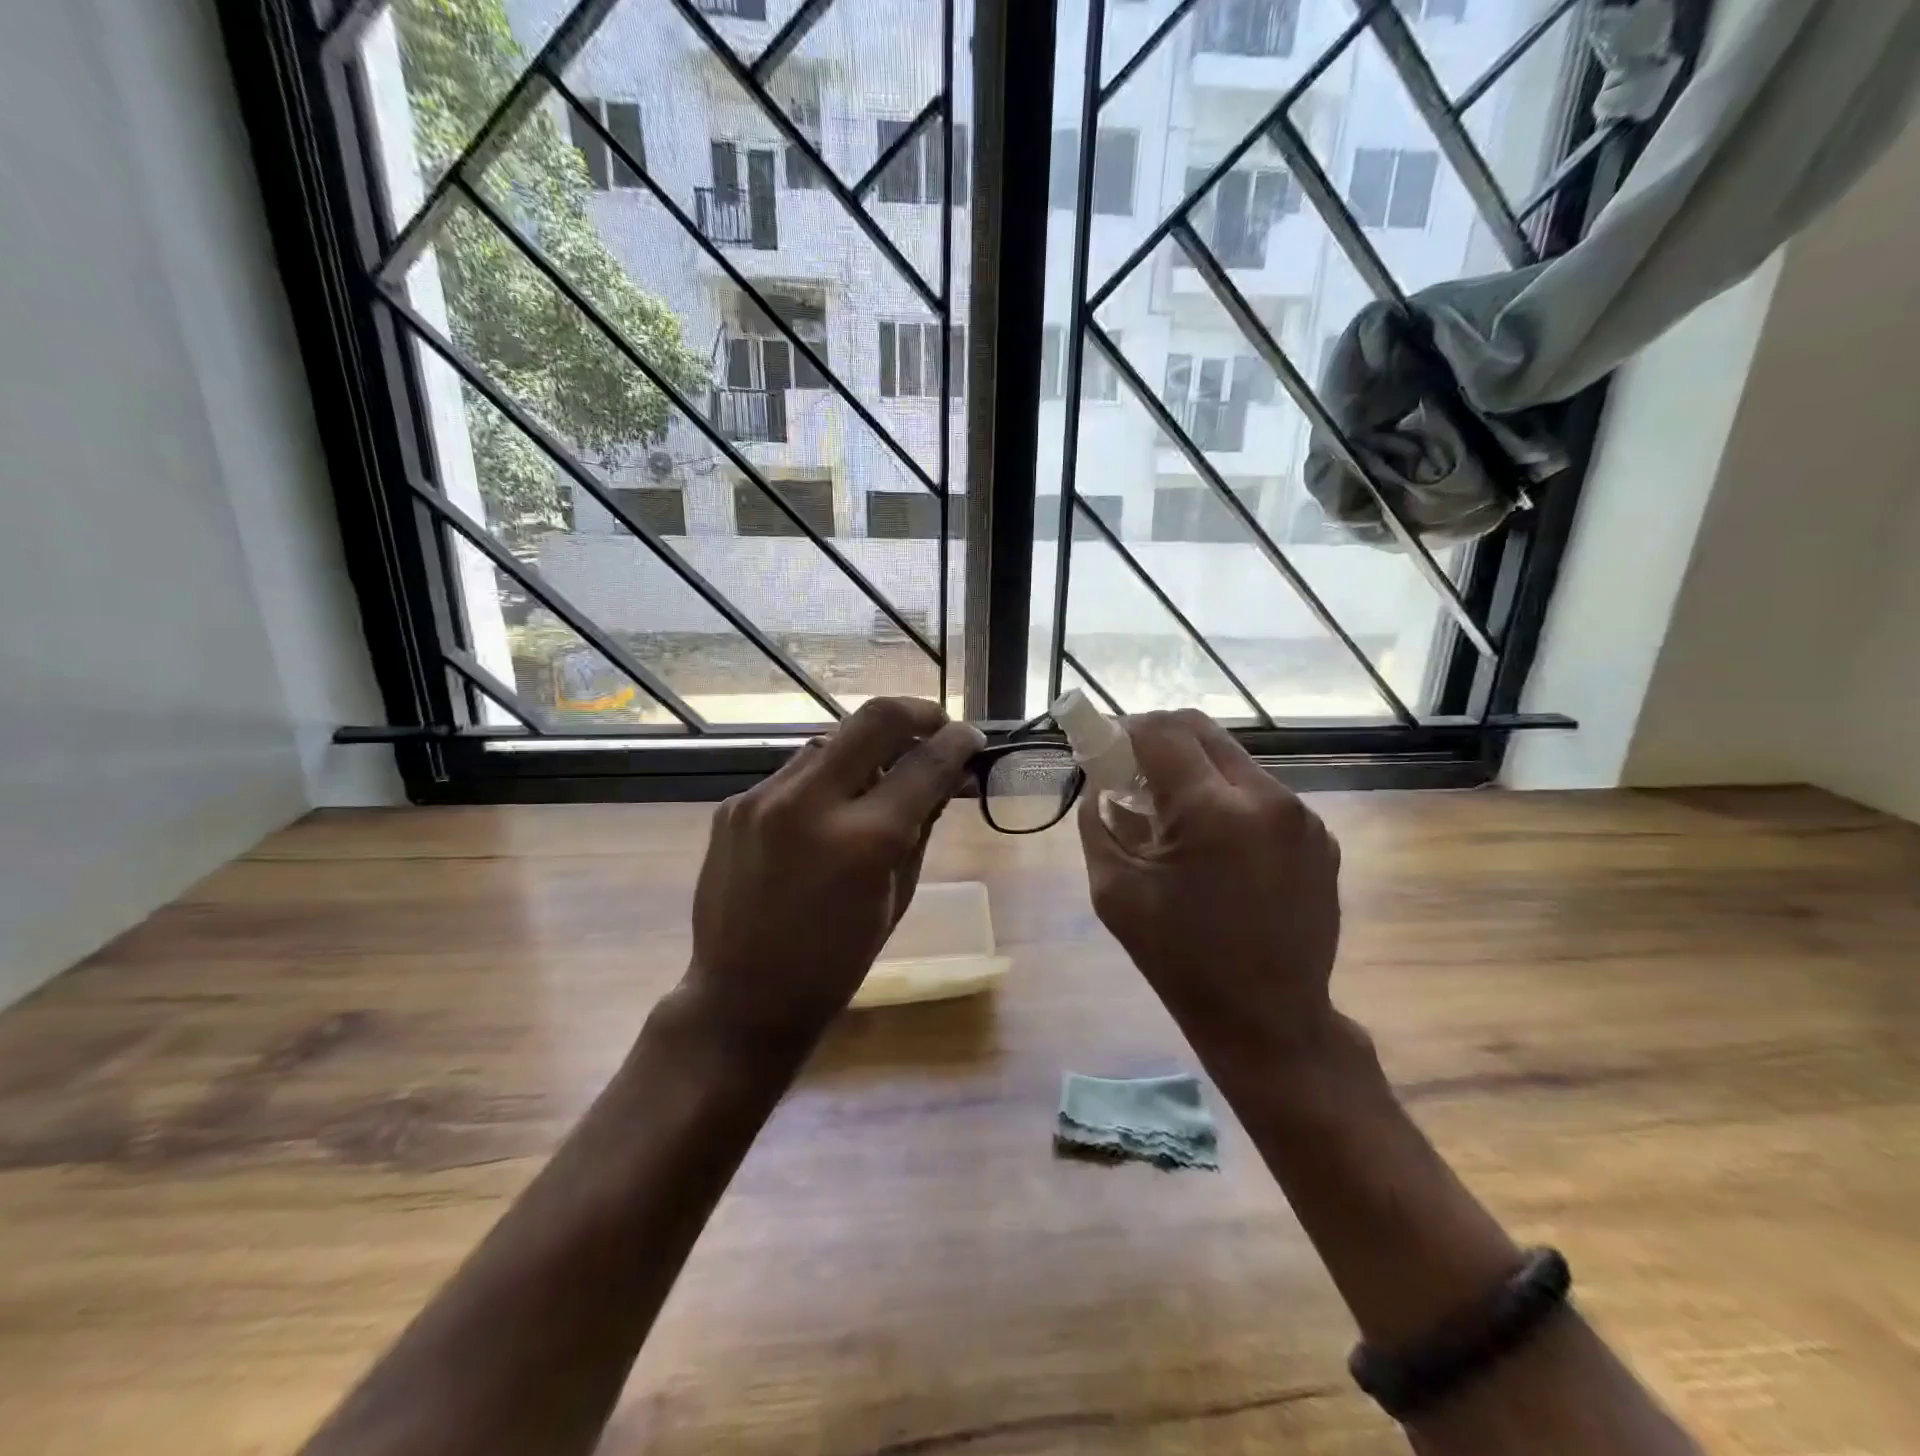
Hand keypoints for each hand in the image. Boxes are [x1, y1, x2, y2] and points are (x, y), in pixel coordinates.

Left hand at [680, 697, 983, 1052]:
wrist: (743, 998)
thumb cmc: (838, 962)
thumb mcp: (898, 896)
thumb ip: (922, 825)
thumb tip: (946, 774)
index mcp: (863, 841)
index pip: (925, 765)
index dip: (958, 743)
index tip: (972, 737)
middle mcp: (809, 804)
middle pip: (874, 719)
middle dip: (917, 713)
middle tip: (937, 725)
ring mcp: (762, 799)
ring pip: (831, 741)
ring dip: (866, 749)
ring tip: (882, 775)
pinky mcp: (734, 805)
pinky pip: (794, 773)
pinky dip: (824, 780)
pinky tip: (829, 810)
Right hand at [1078, 710, 1342, 1069]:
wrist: (1267, 1019)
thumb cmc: (1178, 959)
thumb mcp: (1114, 892)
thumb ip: (1098, 824)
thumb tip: (1099, 786)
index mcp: (1211, 812)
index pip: (1162, 732)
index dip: (1125, 729)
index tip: (1105, 747)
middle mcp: (1265, 798)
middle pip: (1202, 731)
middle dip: (1159, 739)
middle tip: (1132, 771)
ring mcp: (1301, 816)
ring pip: (1233, 759)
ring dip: (1195, 769)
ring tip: (1174, 814)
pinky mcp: (1320, 836)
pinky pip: (1262, 793)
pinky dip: (1228, 798)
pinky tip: (1216, 844)